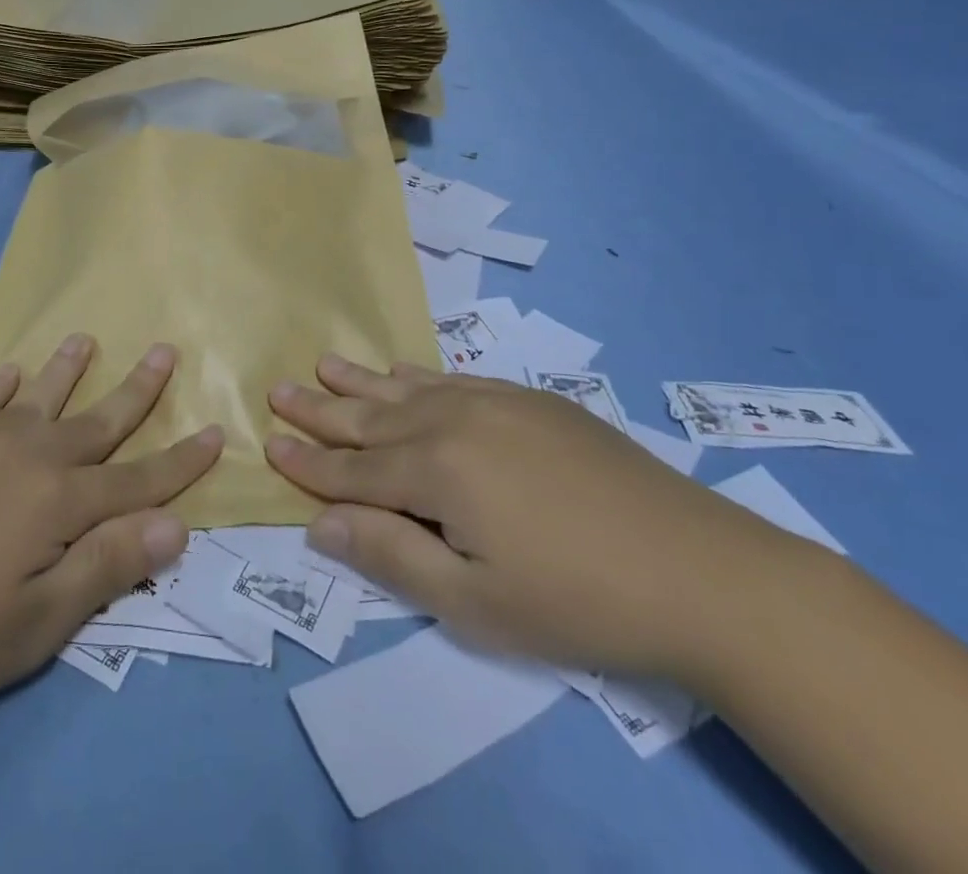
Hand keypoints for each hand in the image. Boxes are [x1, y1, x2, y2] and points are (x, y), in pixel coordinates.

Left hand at [0, 335, 222, 734]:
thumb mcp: (31, 628)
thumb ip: (105, 569)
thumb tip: (175, 528)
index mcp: (58, 503)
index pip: (138, 480)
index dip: (181, 461)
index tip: (216, 432)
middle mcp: (27, 456)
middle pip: (96, 420)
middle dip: (137, 390)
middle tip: (166, 350)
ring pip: (38, 395)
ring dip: (69, 368)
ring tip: (87, 337)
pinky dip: (1, 383)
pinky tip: (10, 371)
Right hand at [264, 356, 820, 682]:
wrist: (699, 568)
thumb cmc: (578, 600)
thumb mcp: (474, 603)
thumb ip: (390, 555)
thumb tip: (319, 522)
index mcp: (436, 471)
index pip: (353, 470)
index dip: (309, 464)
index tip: (269, 445)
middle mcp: (454, 420)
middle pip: (371, 417)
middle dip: (320, 410)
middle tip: (278, 390)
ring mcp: (494, 402)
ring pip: (407, 388)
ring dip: (360, 381)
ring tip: (322, 364)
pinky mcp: (528, 399)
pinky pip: (452, 378)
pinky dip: (415, 375)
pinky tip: (400, 372)